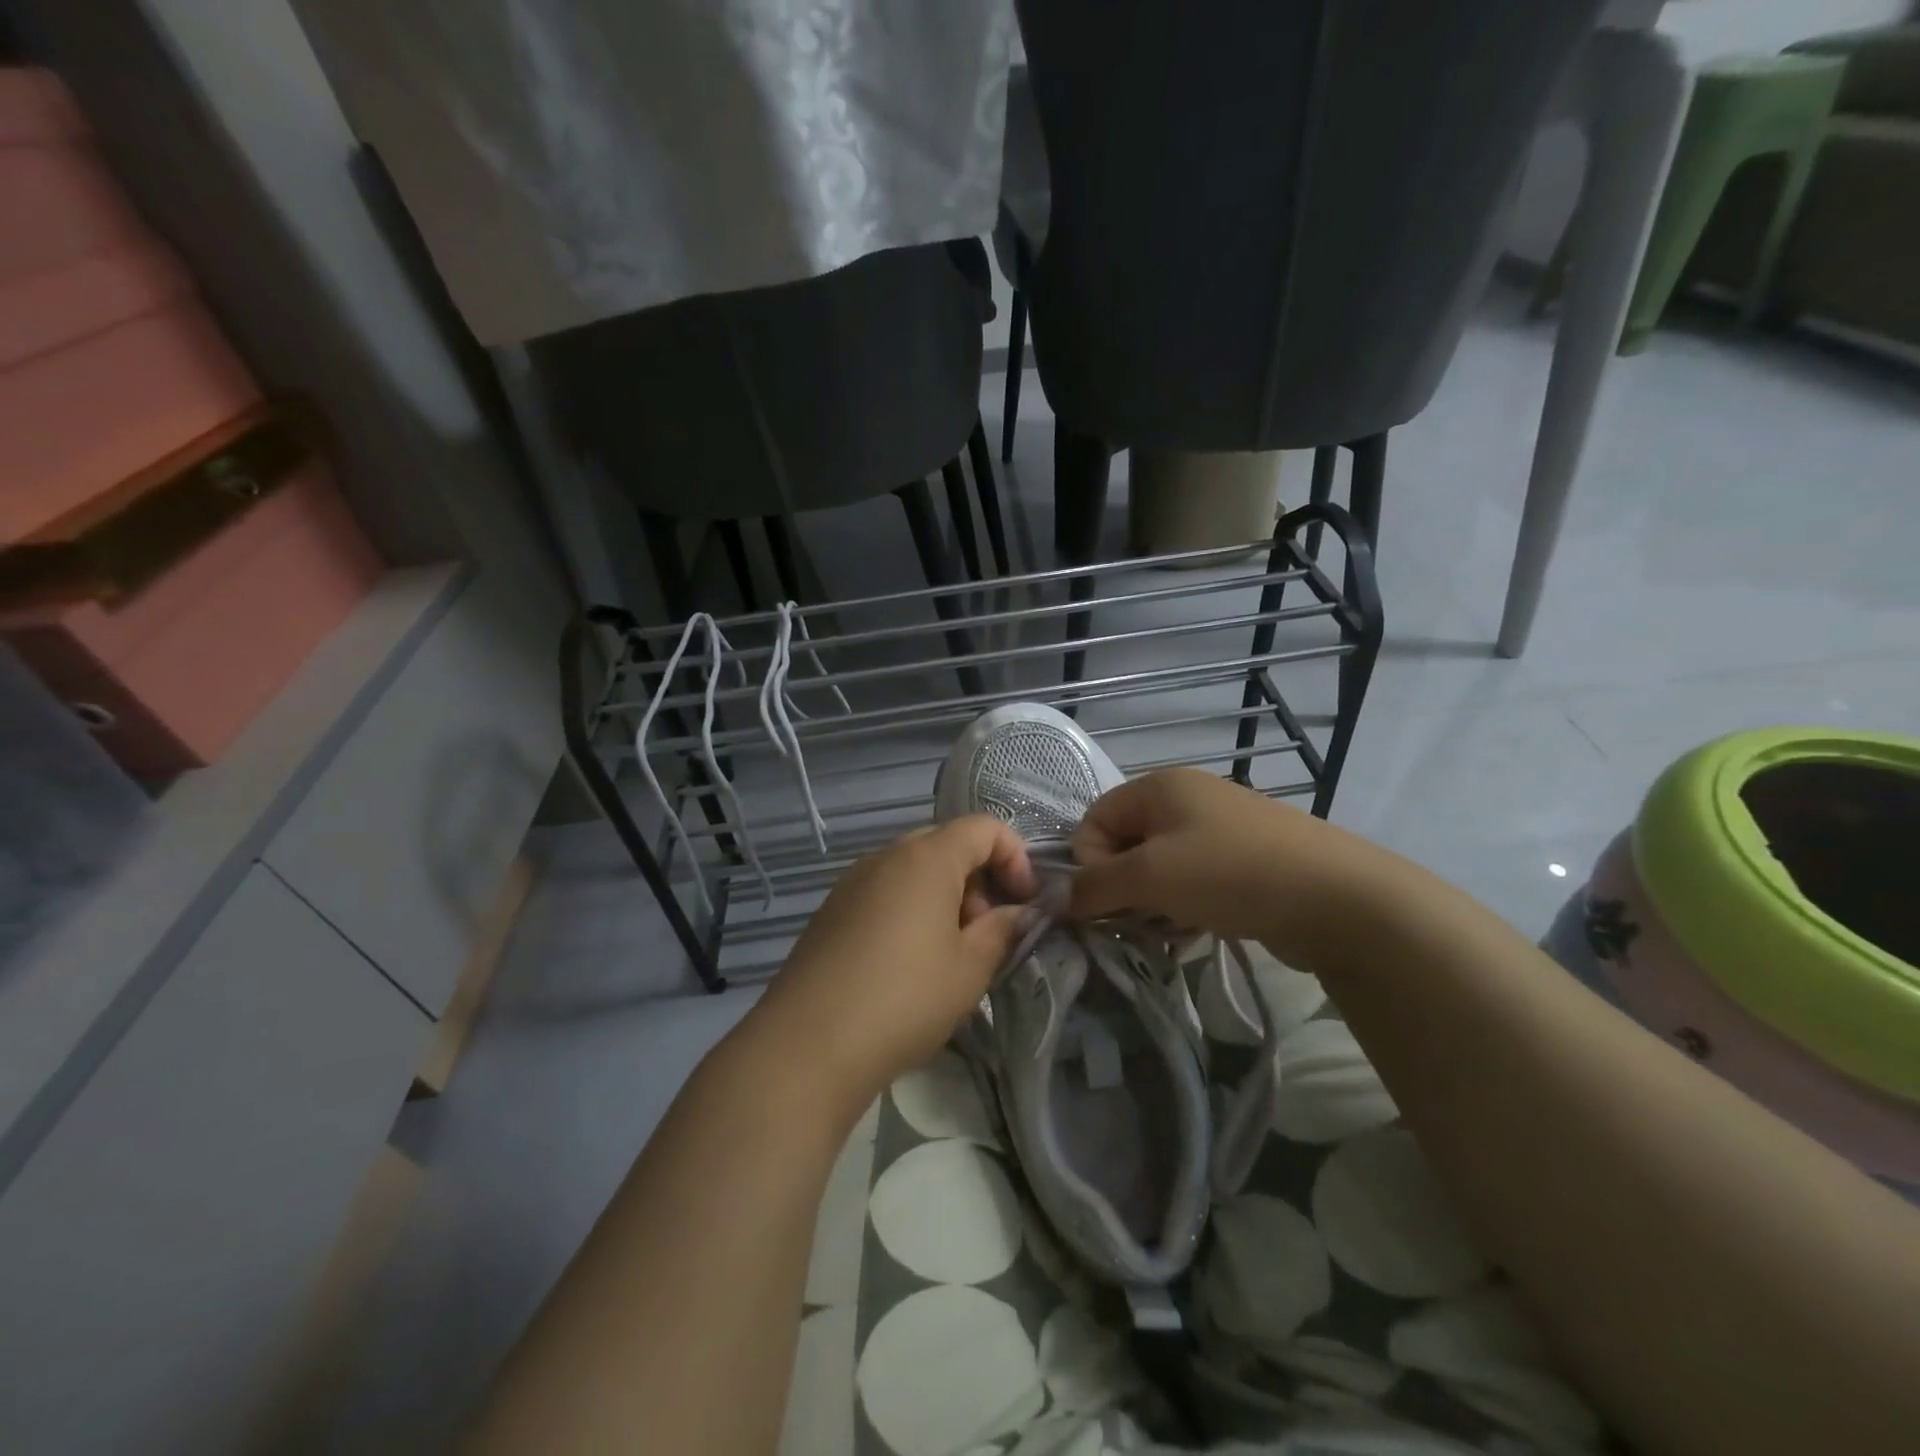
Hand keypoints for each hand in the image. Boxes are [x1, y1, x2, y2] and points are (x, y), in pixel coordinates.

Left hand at [750, 816, 1037, 1112]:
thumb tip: (1019, 913)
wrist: (807, 1044)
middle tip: (986, 932)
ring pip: (914, 870)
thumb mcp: (970, 968)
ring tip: (949, 955)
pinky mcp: (832, 910)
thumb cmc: (905, 998)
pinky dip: (910, 910)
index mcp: (926, 858)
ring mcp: (853, 881)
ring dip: (945, 897)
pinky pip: (885, 891)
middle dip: (979, 880)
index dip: (1016, 857)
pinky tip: (907, 964)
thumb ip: (1003, 930)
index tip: (1023, 903)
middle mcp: (886, 855)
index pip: (984, 828)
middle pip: (947, 845)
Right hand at [1069, 768, 1382, 966]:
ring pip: (1159, 865)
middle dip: (1122, 885)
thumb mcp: (1151, 878)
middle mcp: (1186, 796)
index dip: (1090, 862)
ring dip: (1153, 900)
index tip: (1110, 900)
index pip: (1093, 819)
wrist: (1339, 898)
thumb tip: (1056, 896)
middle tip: (1140, 918)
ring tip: (1173, 926)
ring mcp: (1220, 825)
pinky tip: (1198, 927)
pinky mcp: (1245, 856)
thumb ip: (1094, 885)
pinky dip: (1185, 903)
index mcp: (1159, 786)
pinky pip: (1193, 877)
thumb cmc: (1231, 874)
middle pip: (1126, 842)